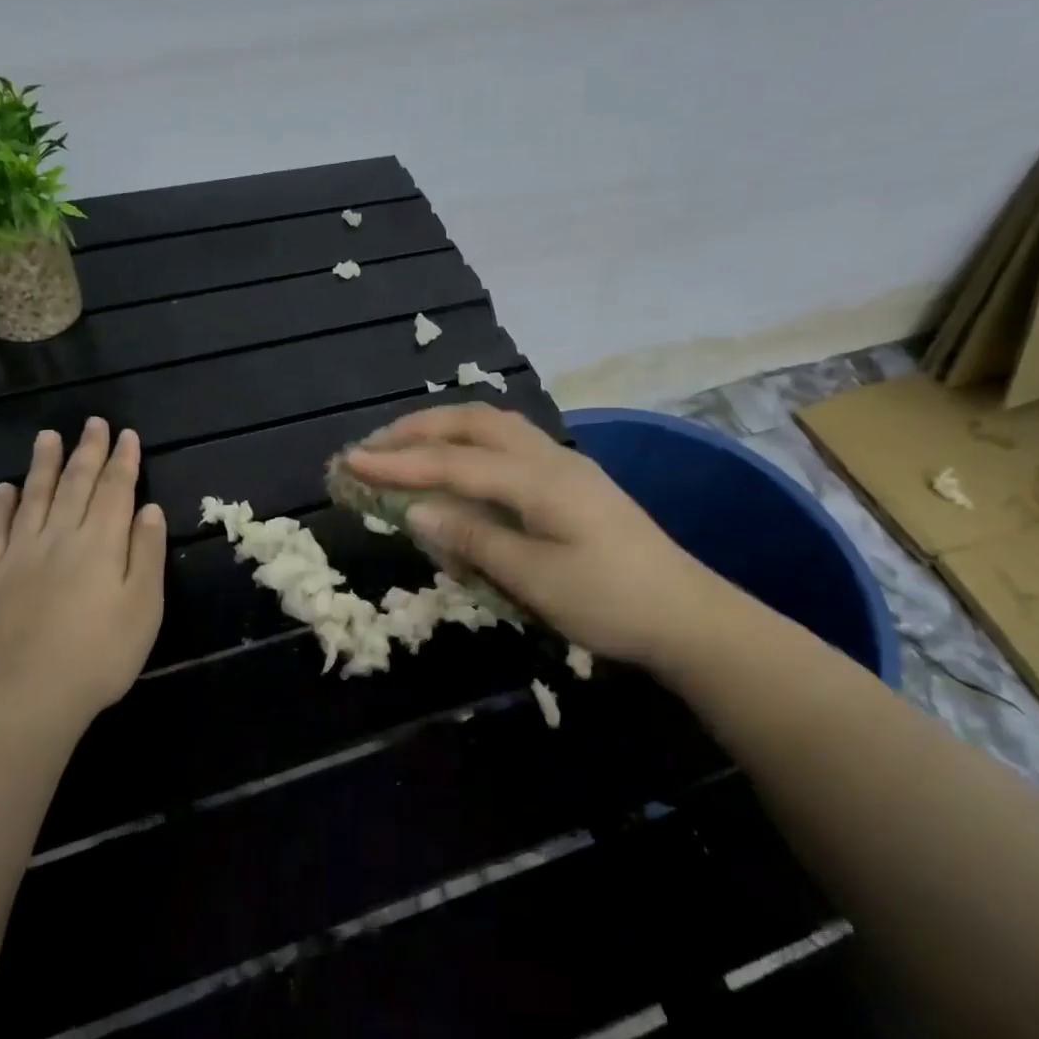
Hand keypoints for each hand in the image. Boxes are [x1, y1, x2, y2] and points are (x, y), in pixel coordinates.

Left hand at [0, 417, 166, 727]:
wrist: (25, 695)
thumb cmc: (99, 654)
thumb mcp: (144, 606)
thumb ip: (147, 552)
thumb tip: (149, 508)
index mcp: (102, 542)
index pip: (116, 489)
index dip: (124, 460)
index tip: (127, 434)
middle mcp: (61, 535)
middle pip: (76, 483)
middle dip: (88, 451)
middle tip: (93, 422)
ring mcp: (21, 553)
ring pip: (34, 496)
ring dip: (43, 464)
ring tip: (48, 436)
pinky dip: (1, 505)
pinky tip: (4, 489)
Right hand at [347, 403, 752, 673]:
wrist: (687, 615)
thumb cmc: (611, 603)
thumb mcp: (536, 579)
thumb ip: (474, 539)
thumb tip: (416, 511)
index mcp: (539, 480)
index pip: (454, 462)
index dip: (399, 461)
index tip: (351, 460)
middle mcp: (549, 457)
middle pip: (473, 423)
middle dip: (418, 429)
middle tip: (372, 445)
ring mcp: (563, 464)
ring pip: (494, 425)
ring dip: (445, 428)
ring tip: (406, 445)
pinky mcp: (571, 480)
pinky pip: (509, 442)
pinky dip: (470, 442)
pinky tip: (459, 463)